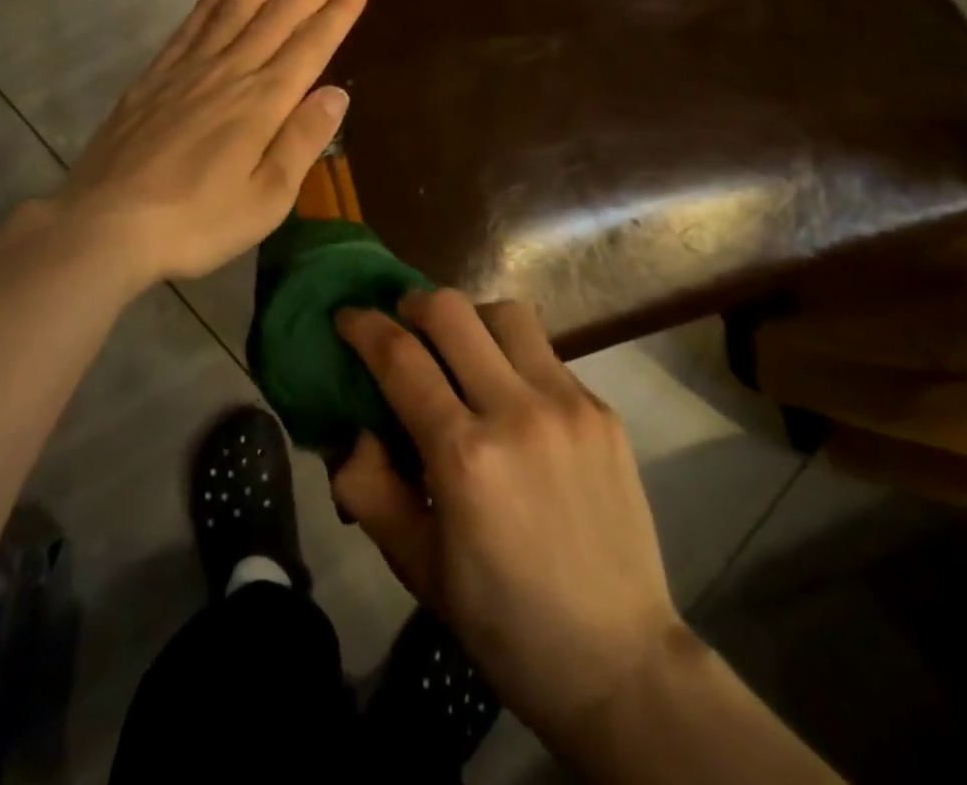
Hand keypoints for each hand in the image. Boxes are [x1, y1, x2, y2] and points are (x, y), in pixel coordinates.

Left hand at [48, 0, 368, 285]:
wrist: (105, 224)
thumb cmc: (196, 223)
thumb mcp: (265, 200)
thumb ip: (302, 141)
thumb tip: (337, 92)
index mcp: (264, 102)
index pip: (312, 43)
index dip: (339, 6)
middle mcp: (231, 71)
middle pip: (281, 13)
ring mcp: (191, 67)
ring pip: (239, 4)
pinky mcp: (158, 73)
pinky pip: (194, 20)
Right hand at [332, 291, 685, 758]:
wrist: (619, 661)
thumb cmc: (503, 620)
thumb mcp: (415, 564)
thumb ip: (369, 488)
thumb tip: (354, 428)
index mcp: (464, 455)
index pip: (399, 357)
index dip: (363, 325)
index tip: (347, 315)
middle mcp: (516, 412)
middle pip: (451, 310)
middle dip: (413, 304)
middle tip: (403, 324)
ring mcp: (568, 405)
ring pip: (507, 314)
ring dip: (471, 319)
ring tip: (462, 350)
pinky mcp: (602, 411)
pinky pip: (546, 354)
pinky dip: (514, 357)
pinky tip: (513, 399)